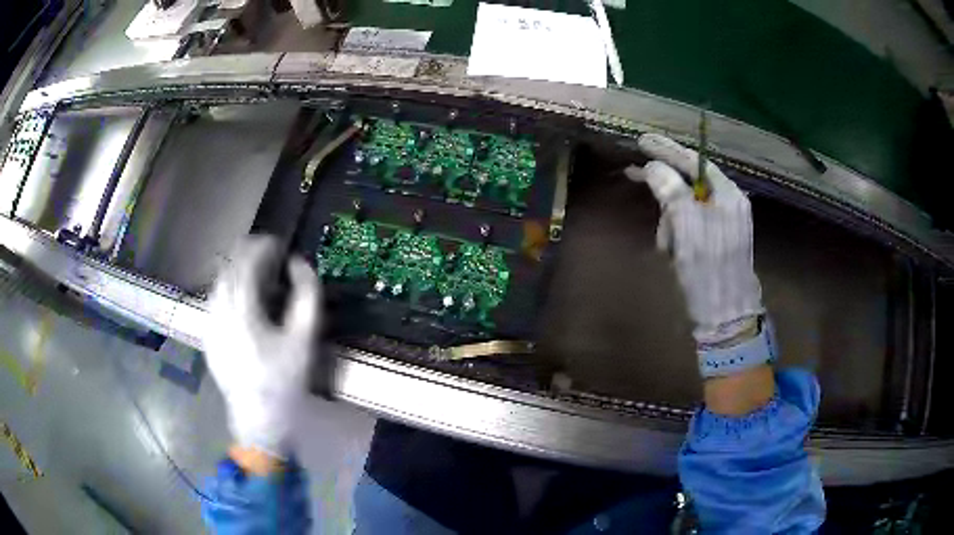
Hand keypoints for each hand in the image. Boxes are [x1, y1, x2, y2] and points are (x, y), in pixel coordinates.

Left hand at [204, 235, 321, 458]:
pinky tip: (242, 299)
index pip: (246, 262)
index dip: (262, 247)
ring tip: (257, 275)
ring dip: (237, 271)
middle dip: (249, 254)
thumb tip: (298, 263)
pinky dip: (228, 289)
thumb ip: (307, 295)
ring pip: (218, 281)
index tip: (279, 244)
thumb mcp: (304, 339)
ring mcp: (209, 323)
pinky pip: (214, 299)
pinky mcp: (207, 335)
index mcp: (242, 311)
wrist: (258, 418)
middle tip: (270, 257)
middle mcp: (219, 311)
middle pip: (229, 267)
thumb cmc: (284, 381)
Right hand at [626, 134, 763, 346]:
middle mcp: (728, 205)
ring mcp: (722, 225)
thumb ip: (671, 190)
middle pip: (689, 182)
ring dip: (669, 222)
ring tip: (666, 248)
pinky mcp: (714, 244)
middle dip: (663, 188)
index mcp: (728, 195)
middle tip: (632, 174)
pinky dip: (676, 236)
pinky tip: (672, 253)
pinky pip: (689, 227)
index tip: (641, 142)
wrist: (725, 318)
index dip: (667, 150)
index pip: (695, 162)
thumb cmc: (708, 270)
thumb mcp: (687, 226)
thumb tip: (654, 167)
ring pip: (686, 207)